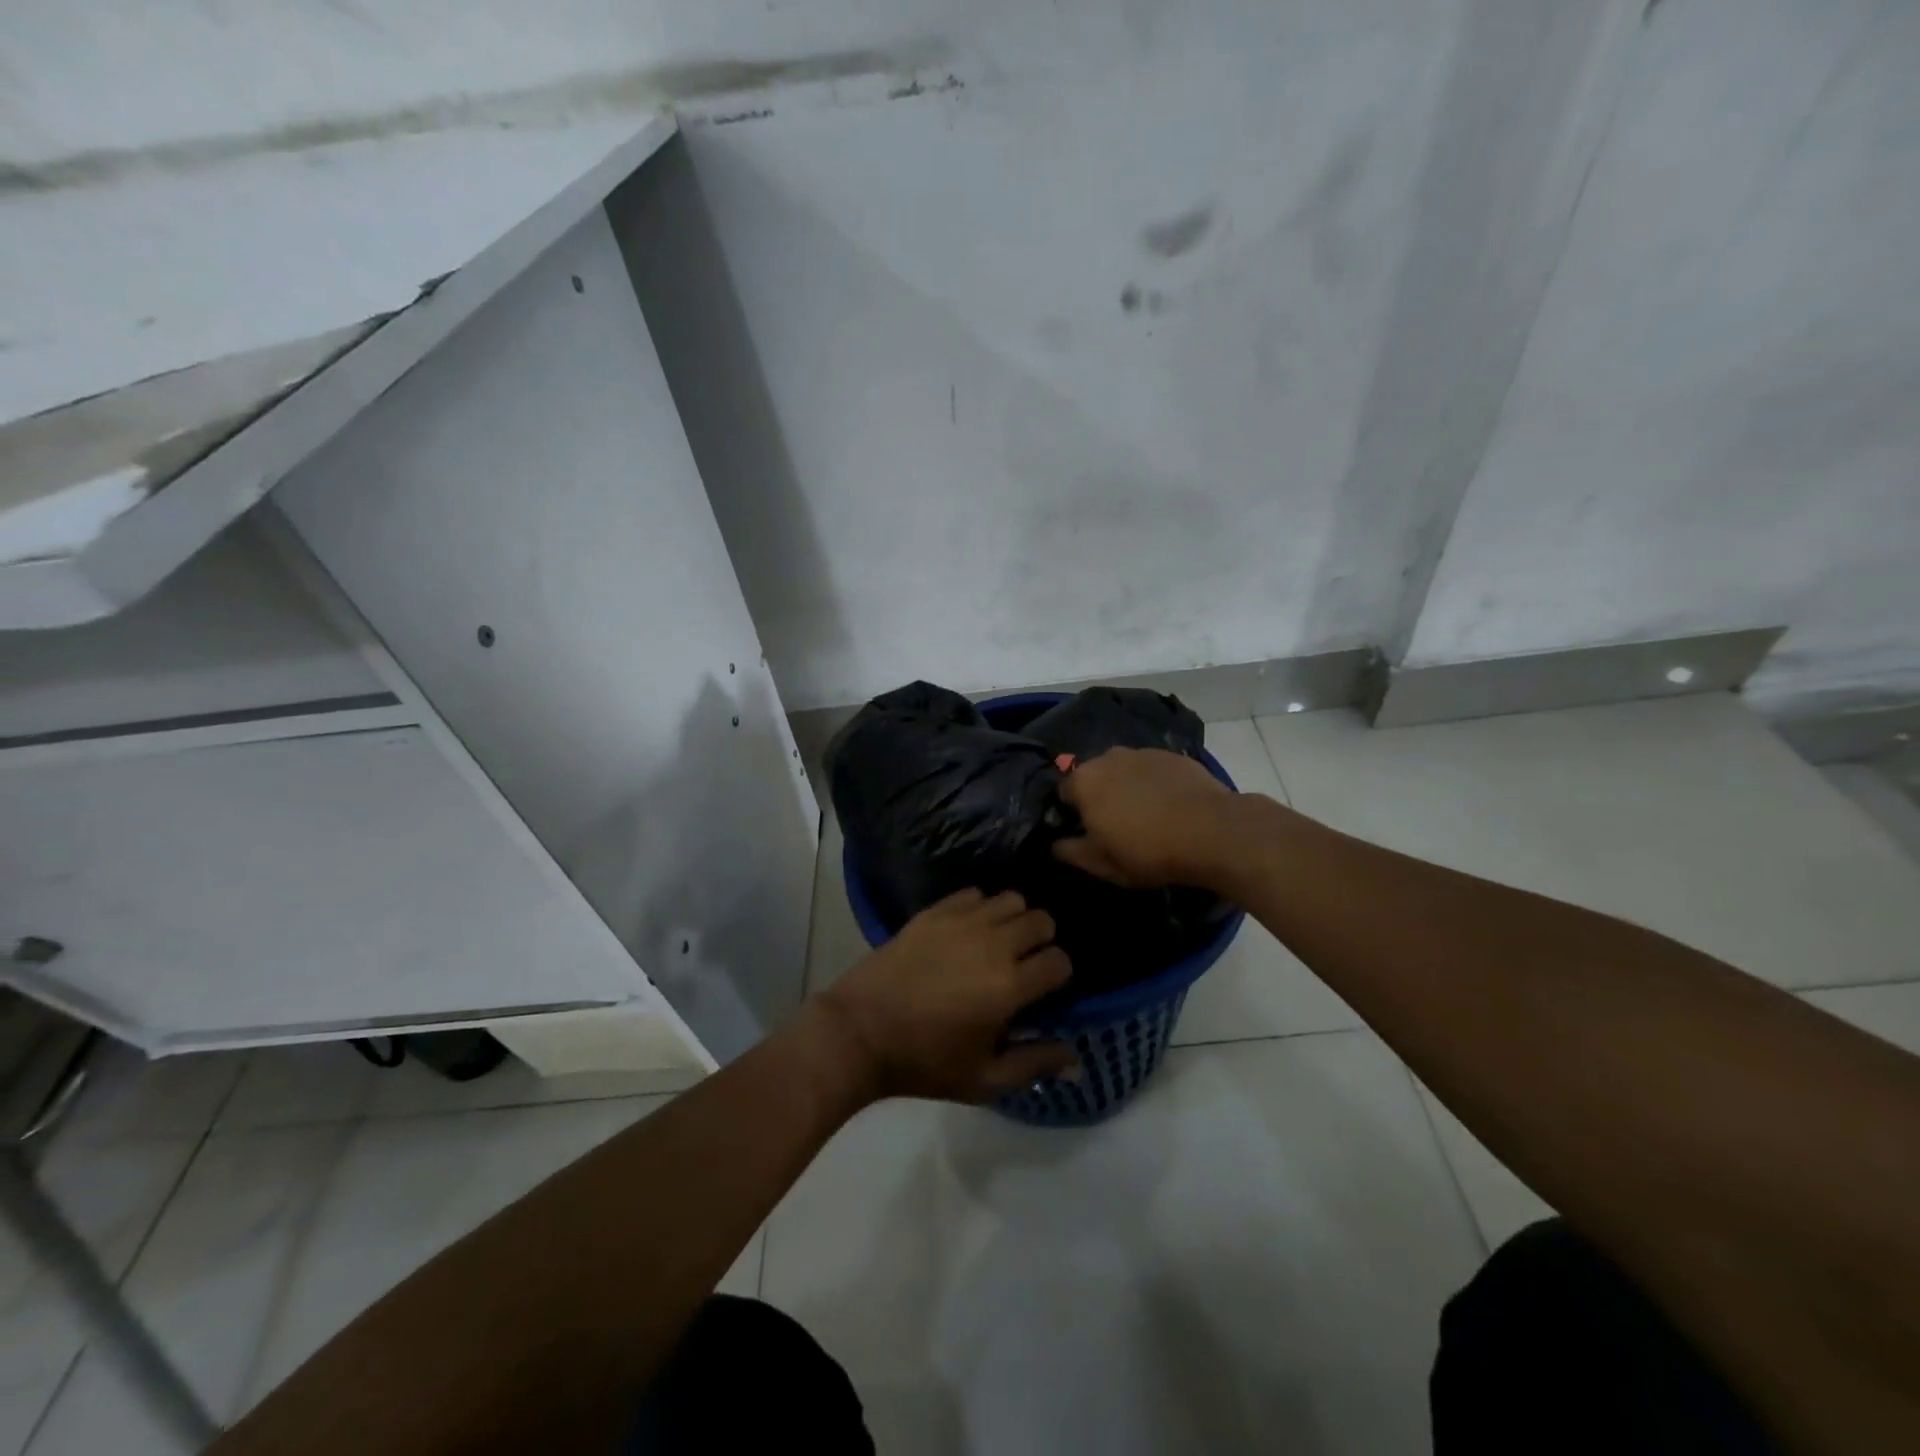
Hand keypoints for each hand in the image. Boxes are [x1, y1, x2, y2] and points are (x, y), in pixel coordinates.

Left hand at [814, 889, 1077, 1102]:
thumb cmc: (924, 1062)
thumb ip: (1035, 1064)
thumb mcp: (984, 1080)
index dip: (1058, 974)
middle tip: (1023, 962)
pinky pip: (974, 893)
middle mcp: (993, 944)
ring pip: (1011, 898)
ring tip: (998, 941)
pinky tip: (969, 929)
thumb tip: (1078, 1061)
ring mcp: (962, 922)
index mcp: (1009, 986)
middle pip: (1041, 920)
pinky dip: (980, 907)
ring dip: (1013, 918)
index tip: (1043, 988)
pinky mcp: (934, 912)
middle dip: (1041, 940)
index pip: (1059, 961)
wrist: (860, 1032)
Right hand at [1053, 746, 1240, 888]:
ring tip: (1145, 815)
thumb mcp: (1102, 864)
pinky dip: (1154, 784)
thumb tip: (1055, 844)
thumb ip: (1070, 852)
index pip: (1063, 793)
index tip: (1086, 833)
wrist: (1212, 831)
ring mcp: (1143, 752)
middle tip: (1115, 825)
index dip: (1071, 814)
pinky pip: (1152, 770)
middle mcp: (1108, 757)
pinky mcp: (1173, 756)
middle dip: (1099, 796)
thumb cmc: (1147, 850)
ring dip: (1127, 787)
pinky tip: (1169, 806)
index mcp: (1084, 781)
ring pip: (1124, 770)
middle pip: (1094, 777)